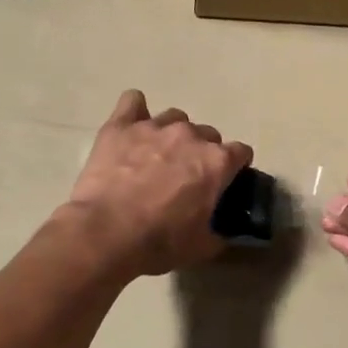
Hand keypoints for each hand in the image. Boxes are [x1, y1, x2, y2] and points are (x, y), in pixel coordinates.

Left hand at [66, 90, 252, 279]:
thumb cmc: (158, 241)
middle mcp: (190, 135)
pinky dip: (135, 111)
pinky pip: (132, 101)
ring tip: (158, 155)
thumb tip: (224, 231)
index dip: (235, 167)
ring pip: (174, 118)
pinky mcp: (121, 126)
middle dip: (202, 152)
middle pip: (208, 134)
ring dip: (172, 134)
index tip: (226, 181)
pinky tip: (131, 127)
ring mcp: (154, 126)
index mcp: (216, 162)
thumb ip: (219, 232)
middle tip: (186, 176)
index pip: (241, 152)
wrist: (106, 232)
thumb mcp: (201, 246)